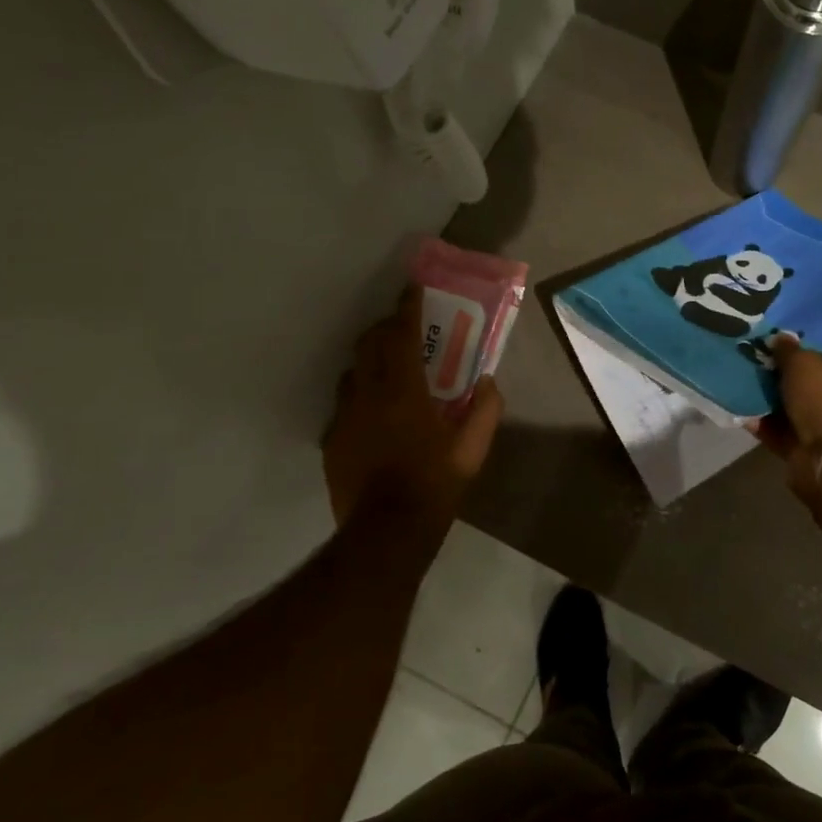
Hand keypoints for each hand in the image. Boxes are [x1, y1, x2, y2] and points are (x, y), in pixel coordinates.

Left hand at [323, 286, 503, 526]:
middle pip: (368, 343)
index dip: (407, 308)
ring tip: (387, 371)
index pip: (401, 334)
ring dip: (369, 362)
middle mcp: (368, 393)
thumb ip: (486, 410)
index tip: (412, 289)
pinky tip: (373, 414)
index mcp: (403, 390)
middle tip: (403, 330)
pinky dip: (360, 396)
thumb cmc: (434, 484)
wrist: (387, 531)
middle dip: (384, 329)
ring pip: (352, 372)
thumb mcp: (472, 449)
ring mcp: (344, 416)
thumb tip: (490, 383)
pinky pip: (344, 404)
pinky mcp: (332, 439)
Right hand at [751, 334, 821, 507]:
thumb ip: (788, 349)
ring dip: (771, 391)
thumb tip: (780, 339)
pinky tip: (738, 404)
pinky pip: (779, 427)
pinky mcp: (806, 444)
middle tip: (758, 344)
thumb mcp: (803, 363)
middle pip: (814, 369)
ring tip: (741, 371)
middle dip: (787, 361)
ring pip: (793, 399)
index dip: (821, 328)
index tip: (794, 320)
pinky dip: (762, 420)